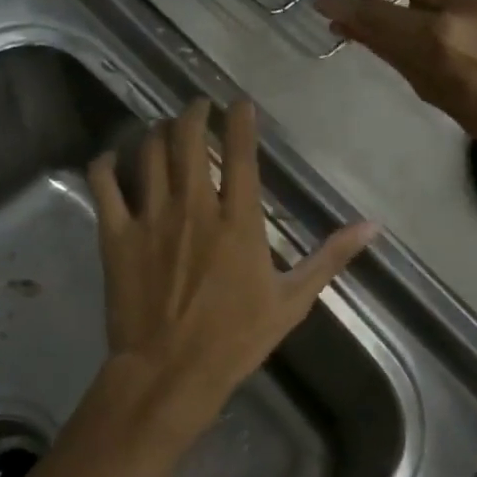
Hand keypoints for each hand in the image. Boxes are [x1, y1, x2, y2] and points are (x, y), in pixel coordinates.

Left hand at [87, 99, 376, 451]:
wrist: (170, 372)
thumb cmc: (236, 339)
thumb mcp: (292, 300)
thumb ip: (329, 258)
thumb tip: (372, 226)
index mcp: (238, 221)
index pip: (241, 154)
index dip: (239, 120)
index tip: (239, 103)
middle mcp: (193, 207)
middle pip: (188, 139)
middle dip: (193, 113)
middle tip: (197, 107)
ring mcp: (151, 218)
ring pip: (149, 153)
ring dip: (157, 132)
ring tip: (164, 128)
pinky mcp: (116, 235)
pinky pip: (104, 185)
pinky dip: (104, 164)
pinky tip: (109, 158)